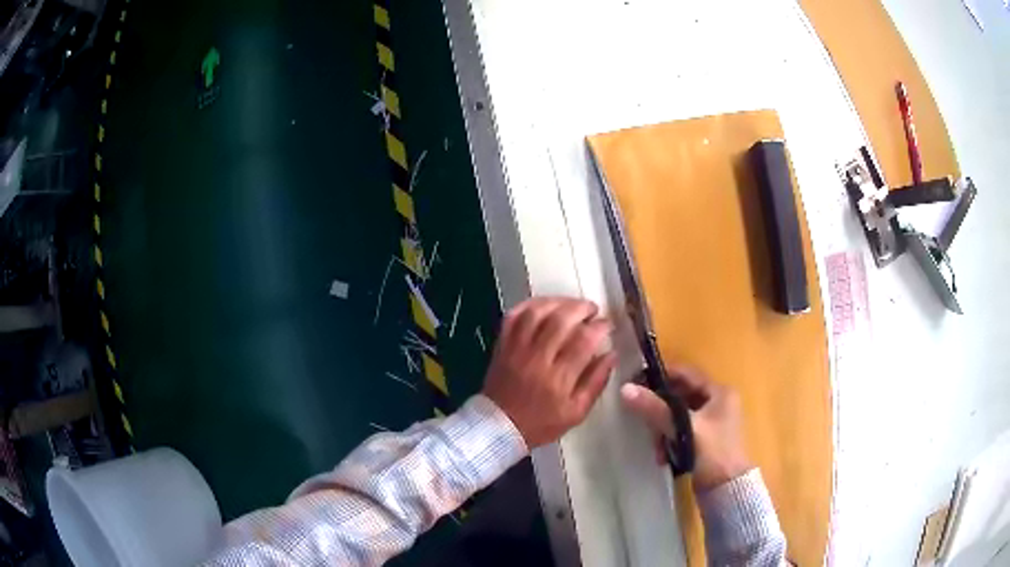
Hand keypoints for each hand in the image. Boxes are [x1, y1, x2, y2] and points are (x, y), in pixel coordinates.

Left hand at [482, 297, 616, 447]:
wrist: (499, 427)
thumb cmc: (541, 423)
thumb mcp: (577, 412)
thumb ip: (596, 382)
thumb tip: (611, 355)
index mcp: (559, 379)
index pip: (584, 341)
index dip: (600, 327)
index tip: (608, 325)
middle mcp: (537, 359)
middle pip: (561, 320)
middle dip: (581, 308)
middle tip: (592, 310)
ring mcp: (517, 349)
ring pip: (537, 313)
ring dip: (558, 302)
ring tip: (571, 305)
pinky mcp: (503, 345)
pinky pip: (514, 316)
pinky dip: (530, 305)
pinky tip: (545, 305)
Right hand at [620, 366, 751, 492]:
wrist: (727, 489)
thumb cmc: (713, 453)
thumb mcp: (684, 428)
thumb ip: (656, 409)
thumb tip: (626, 389)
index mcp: (720, 392)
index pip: (686, 373)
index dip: (662, 374)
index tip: (637, 380)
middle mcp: (718, 402)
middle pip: (680, 396)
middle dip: (661, 411)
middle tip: (643, 420)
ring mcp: (712, 422)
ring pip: (678, 416)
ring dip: (664, 430)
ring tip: (657, 448)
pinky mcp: (705, 439)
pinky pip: (681, 431)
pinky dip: (670, 440)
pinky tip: (663, 456)